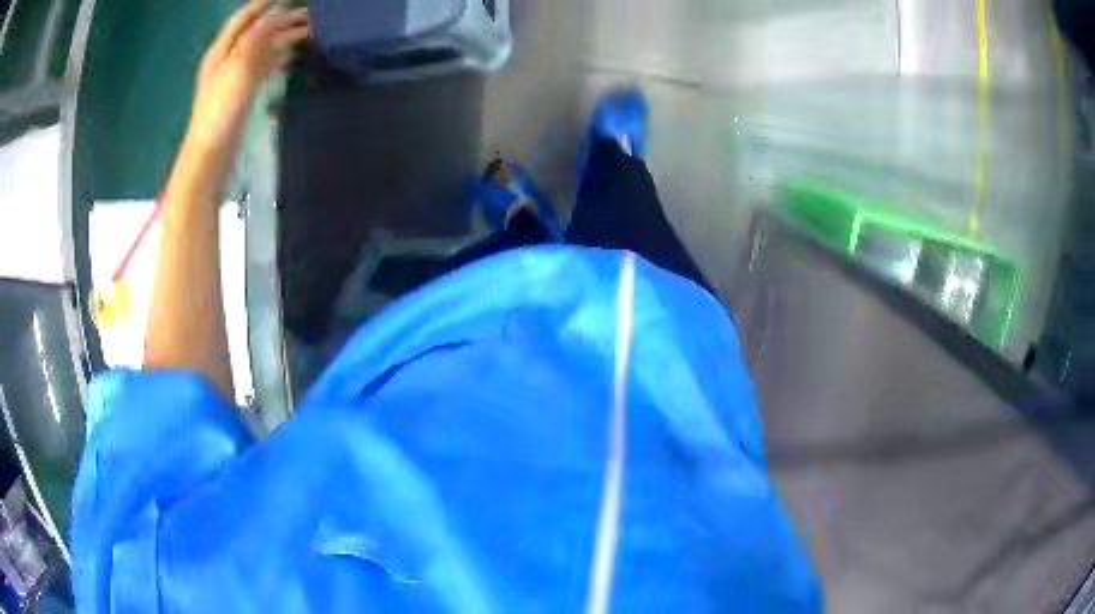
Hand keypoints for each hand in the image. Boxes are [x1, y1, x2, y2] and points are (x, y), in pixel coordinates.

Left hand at [188, 0, 309, 150]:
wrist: (211, 154)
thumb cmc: (220, 112)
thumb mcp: (237, 70)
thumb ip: (254, 40)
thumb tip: (271, 17)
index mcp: (222, 50)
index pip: (244, 17)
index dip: (265, 3)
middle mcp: (228, 58)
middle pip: (257, 30)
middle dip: (282, 19)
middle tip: (310, 14)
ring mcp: (235, 76)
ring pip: (263, 48)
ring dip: (284, 37)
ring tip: (311, 32)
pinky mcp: (243, 92)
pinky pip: (264, 66)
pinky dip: (280, 57)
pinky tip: (294, 57)